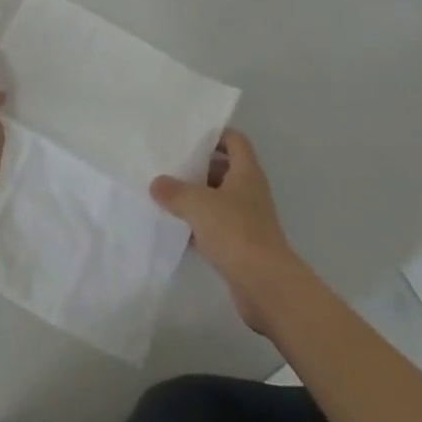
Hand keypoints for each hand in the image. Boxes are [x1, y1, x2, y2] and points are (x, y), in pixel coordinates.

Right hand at [150, 129, 301, 331]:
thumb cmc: (235, 231)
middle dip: (199, 168)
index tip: (190, 138)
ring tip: (168, 197)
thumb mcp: (199, 204)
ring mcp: (247, 220)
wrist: (265, 286)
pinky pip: (217, 229)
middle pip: (224, 170)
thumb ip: (175, 191)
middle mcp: (249, 191)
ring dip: (198, 199)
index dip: (215, 135)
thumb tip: (156, 183)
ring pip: (219, 201)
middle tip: (171, 166)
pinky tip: (177, 232)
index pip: (234, 140)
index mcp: (246, 171)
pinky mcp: (242, 247)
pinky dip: (200, 228)